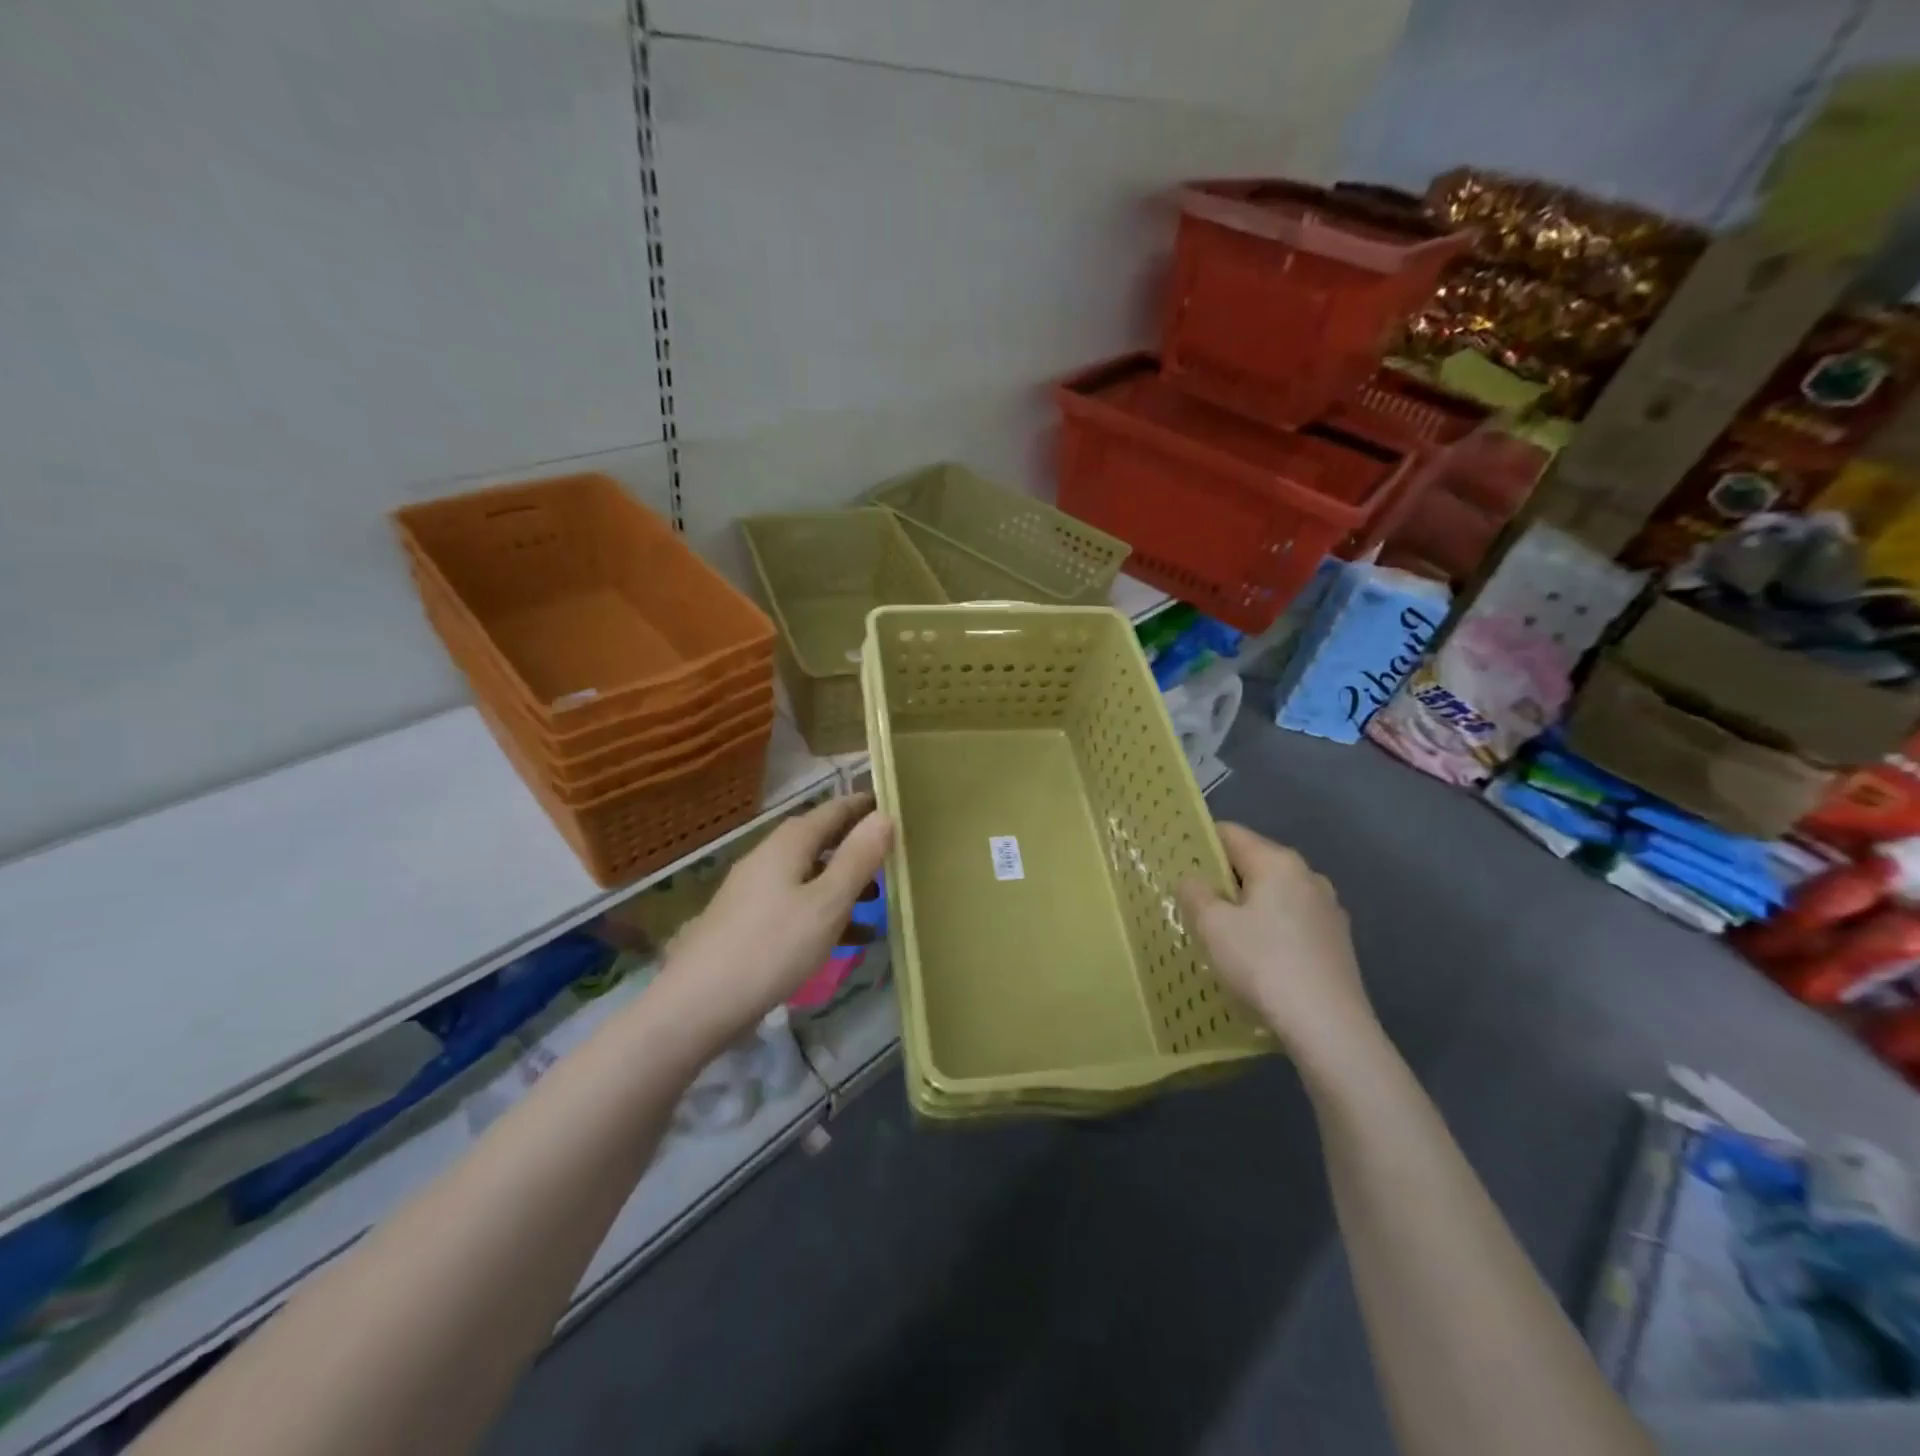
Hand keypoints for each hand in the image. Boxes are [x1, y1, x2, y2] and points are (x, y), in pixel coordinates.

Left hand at [650, 794, 892, 1049]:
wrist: (698, 1004)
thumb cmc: (772, 947)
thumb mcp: (827, 902)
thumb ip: (858, 858)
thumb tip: (885, 815)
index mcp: (788, 843)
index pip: (833, 809)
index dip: (865, 806)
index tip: (896, 804)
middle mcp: (769, 857)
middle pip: (820, 840)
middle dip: (857, 845)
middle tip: (894, 854)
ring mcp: (755, 890)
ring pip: (810, 874)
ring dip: (844, 882)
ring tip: (879, 900)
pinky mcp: (748, 921)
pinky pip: (797, 903)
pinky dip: (824, 911)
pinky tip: (847, 939)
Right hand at [1178, 823, 1378, 1064]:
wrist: (1329, 1026)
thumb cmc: (1263, 964)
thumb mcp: (1213, 926)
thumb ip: (1195, 893)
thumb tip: (1194, 879)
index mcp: (1278, 862)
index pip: (1230, 834)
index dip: (1200, 844)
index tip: (1179, 866)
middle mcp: (1308, 876)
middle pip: (1255, 863)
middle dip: (1224, 879)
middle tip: (1194, 904)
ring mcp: (1329, 909)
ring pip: (1275, 894)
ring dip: (1249, 907)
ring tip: (1225, 935)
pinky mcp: (1338, 942)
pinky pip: (1293, 921)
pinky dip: (1272, 929)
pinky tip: (1259, 959)